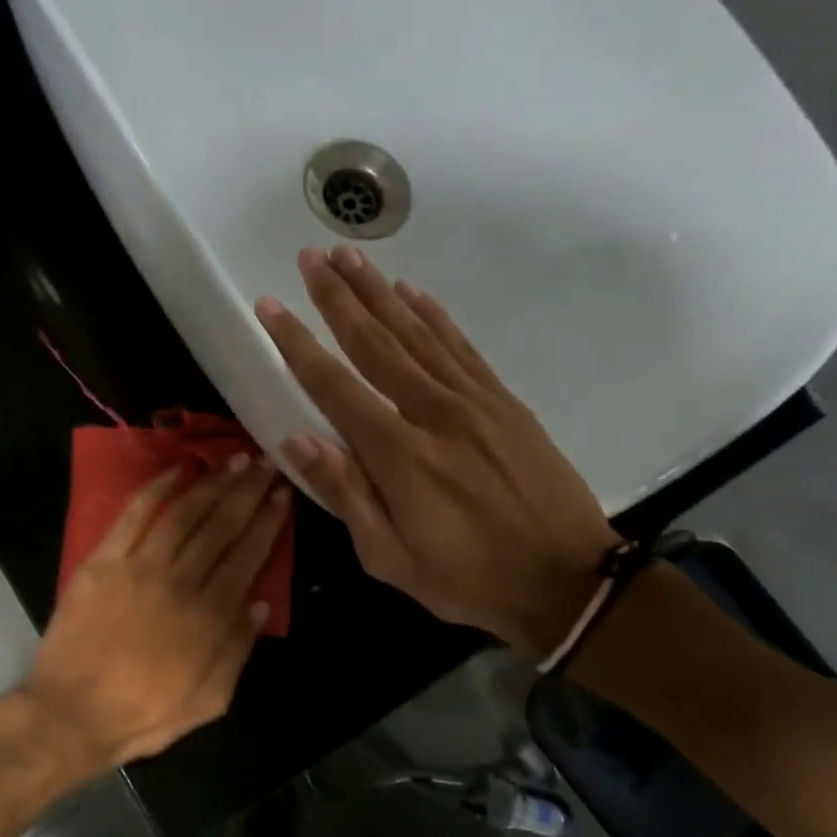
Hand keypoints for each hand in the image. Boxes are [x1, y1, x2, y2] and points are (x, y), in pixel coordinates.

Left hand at [21, 455, 290, 771]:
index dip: (268, 522)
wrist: (72, 715)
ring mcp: (138, 568)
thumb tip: (260, 602)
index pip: (248, 556)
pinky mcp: (102, 562)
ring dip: (212, 482)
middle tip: (266, 463)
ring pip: (184, 514)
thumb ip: (238, 649)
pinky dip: (156, 488)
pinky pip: (133, 516)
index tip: (283, 494)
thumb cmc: (143, 714)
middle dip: (248, 490)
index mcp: (210, 617)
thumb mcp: (209, 700)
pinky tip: (177, 469)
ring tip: (233, 459)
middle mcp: (180, 582)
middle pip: (221, 526)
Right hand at [256, 246, 617, 655]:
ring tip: (350, 256)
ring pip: (418, 333)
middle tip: (310, 256)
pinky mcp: (505, 403)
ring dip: (380, 293)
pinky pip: (462, 347)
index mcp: (398, 455)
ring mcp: (475, 402)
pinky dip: (436, 315)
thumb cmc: (467, 578)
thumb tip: (295, 439)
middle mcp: (433, 413)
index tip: (270, 306)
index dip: (298, 343)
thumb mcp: (389, 558)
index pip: (334, 385)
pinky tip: (415, 292)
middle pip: (376, 343)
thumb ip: (345, 494)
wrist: (566, 580)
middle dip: (338, 298)